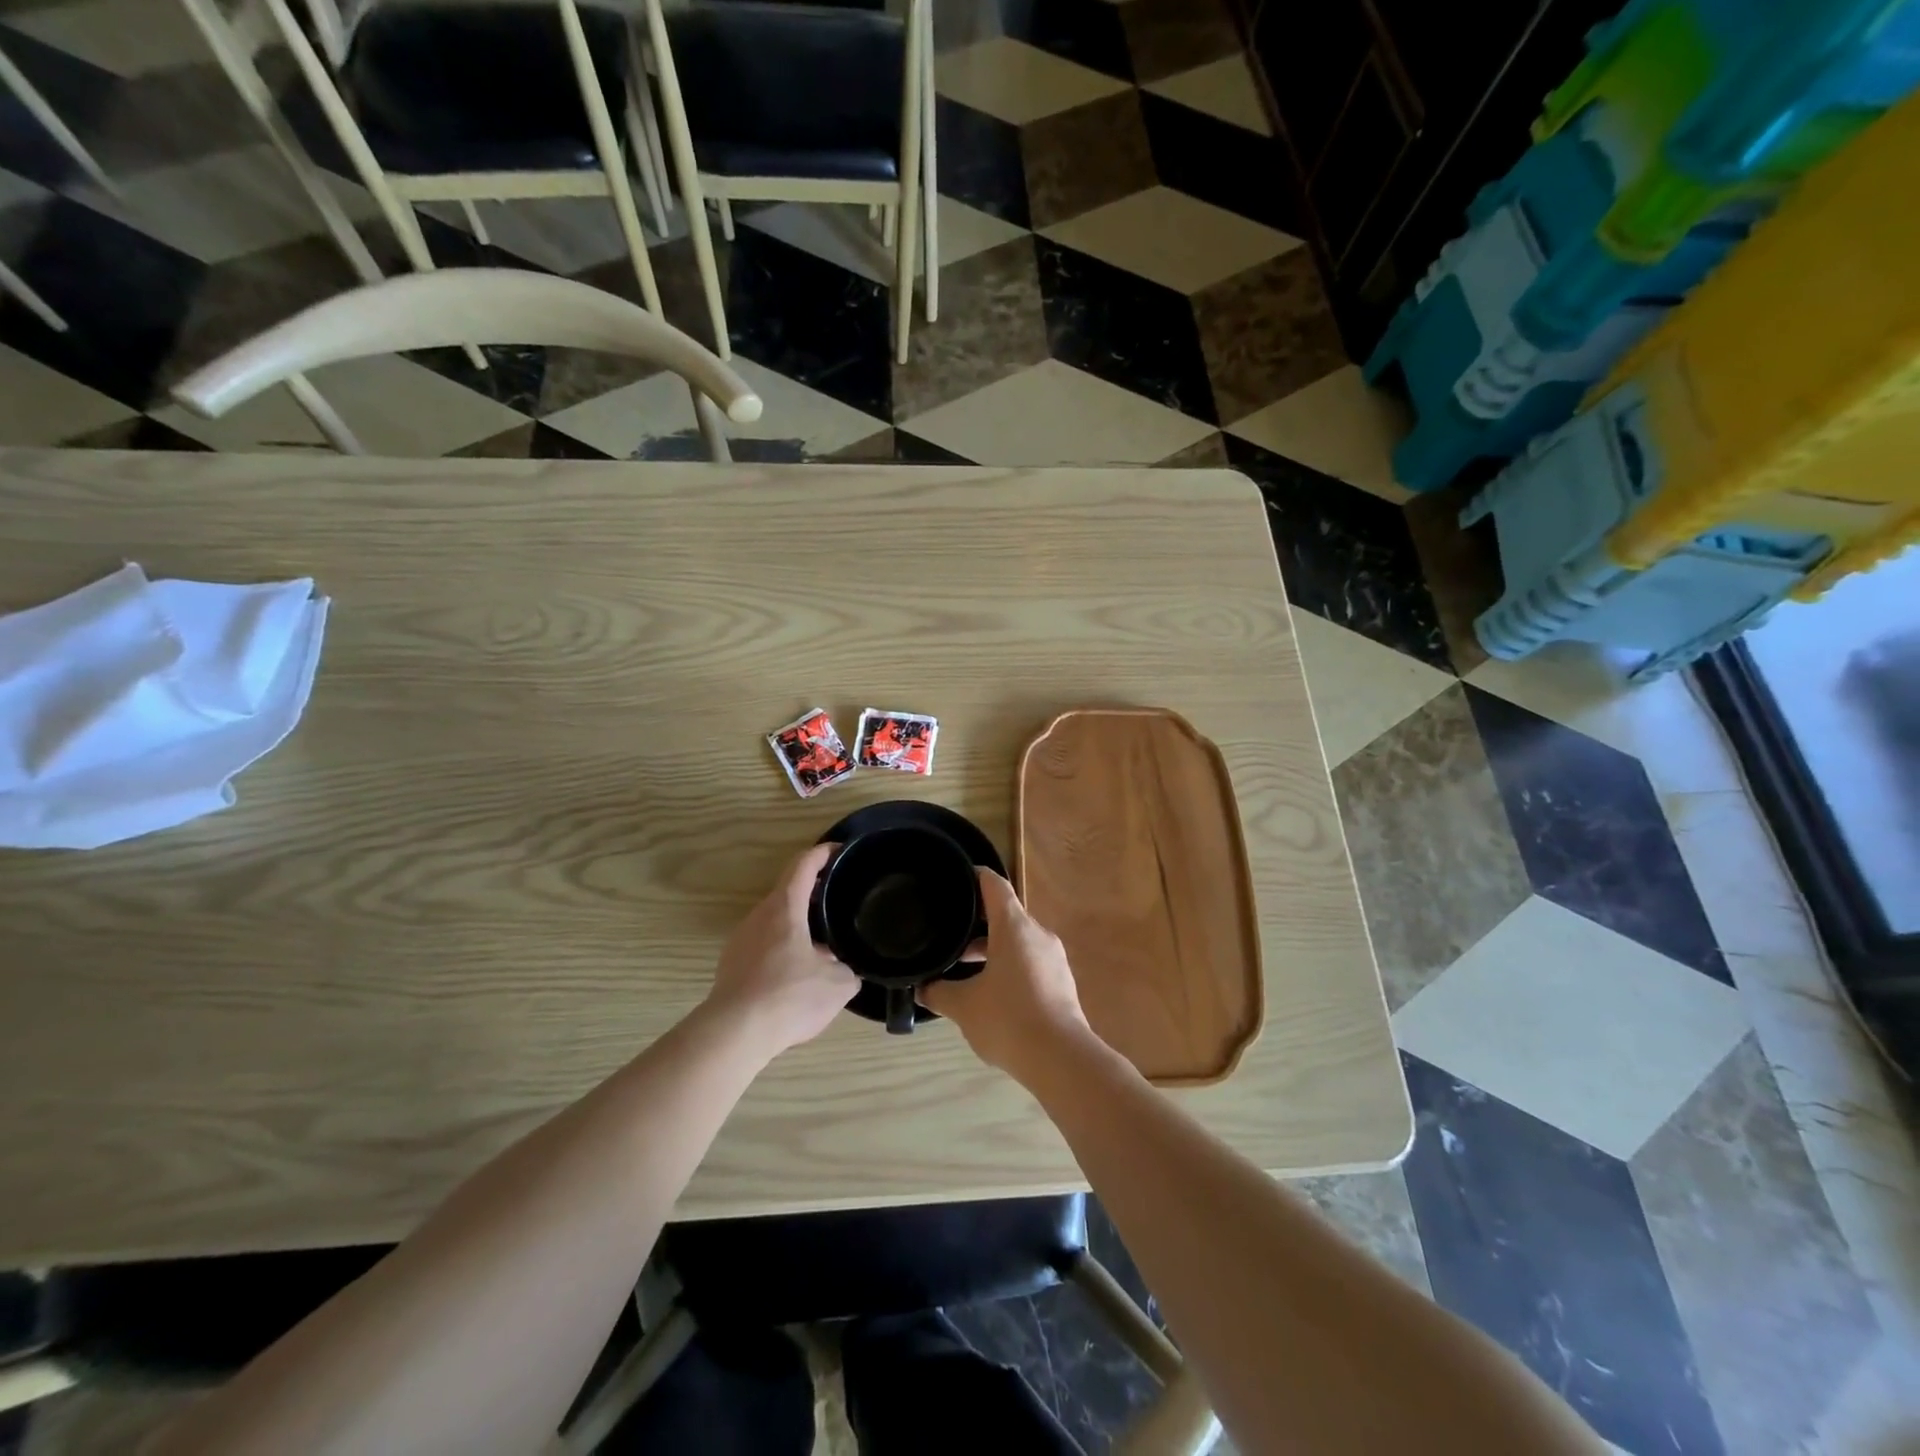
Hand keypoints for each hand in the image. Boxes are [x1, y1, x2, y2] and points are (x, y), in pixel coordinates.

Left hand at [707, 843, 857, 1059]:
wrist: (735, 1034)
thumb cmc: (789, 996)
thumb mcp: (838, 985)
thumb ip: (848, 970)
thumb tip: (847, 970)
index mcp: (785, 907)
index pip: (803, 865)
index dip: (823, 853)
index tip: (839, 851)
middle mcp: (759, 916)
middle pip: (788, 892)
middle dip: (813, 893)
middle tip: (839, 902)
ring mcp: (741, 940)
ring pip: (774, 921)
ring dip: (798, 924)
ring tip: (823, 942)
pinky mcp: (731, 965)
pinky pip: (763, 945)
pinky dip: (783, 948)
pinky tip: (797, 973)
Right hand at [920, 870, 1095, 1079]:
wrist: (1061, 1059)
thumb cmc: (1008, 1020)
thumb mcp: (963, 1006)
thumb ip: (938, 992)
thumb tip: (921, 987)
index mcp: (1014, 926)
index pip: (993, 884)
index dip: (972, 876)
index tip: (952, 879)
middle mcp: (1037, 933)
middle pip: (1005, 913)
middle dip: (976, 921)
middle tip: (947, 930)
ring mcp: (1053, 957)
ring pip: (1017, 940)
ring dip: (992, 947)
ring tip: (963, 966)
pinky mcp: (1061, 981)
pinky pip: (1030, 961)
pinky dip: (1009, 965)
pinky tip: (991, 990)